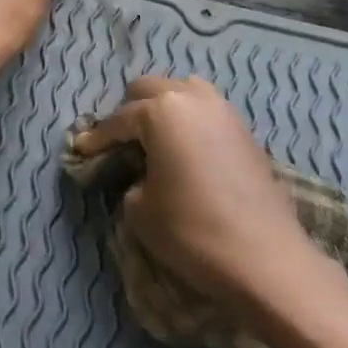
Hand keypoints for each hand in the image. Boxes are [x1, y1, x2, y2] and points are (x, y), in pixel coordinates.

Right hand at [71, 76, 315, 309]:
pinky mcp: (244, 130)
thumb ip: (130, 180)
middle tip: (118, 142)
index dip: (97, 138)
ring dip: (163, 108)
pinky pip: (205, 110)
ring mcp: (223, 110)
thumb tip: (140, 175)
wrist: (265, 258)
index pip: (119, 119)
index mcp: (161, 110)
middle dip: (129, 111)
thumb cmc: (192, 231)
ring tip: (153, 139)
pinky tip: (183, 149)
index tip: (82, 150)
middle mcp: (192, 98)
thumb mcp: (140, 210)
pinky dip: (188, 121)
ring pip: (182, 91)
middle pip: (149, 89)